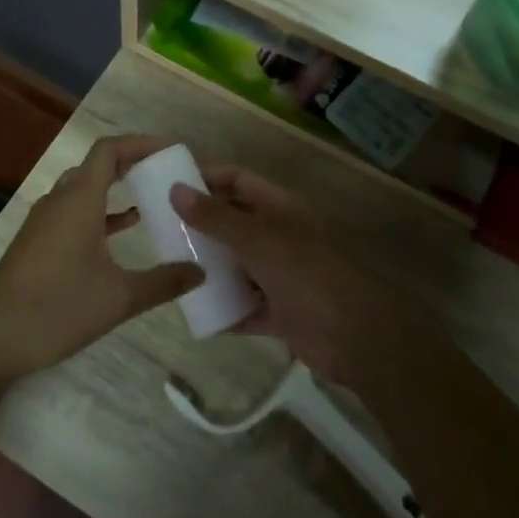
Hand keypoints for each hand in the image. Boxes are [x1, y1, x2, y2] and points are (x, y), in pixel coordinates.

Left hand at [0, 135, 203, 385]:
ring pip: (83, 188)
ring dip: (115, 187)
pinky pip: (73, 211)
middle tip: (166, 171)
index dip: (141, 143)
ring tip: (151, 196)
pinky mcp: (36, 241)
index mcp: (78, 200)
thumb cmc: (57, 309)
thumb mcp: (119, 298)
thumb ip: (163, 282)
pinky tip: (122, 229)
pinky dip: (100, 211)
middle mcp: (58, 200)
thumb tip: (201, 272)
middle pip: (96, 165)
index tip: (171, 150)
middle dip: (132, 163)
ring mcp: (43, 221)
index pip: (109, 149)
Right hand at [171, 167, 424, 384]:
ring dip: (210, 268)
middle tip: (162, 230)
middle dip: (201, 225)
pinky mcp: (279, 312)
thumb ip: (216, 218)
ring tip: (172, 268)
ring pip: (236, 265)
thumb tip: (175, 190)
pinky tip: (195, 311)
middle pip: (234, 222)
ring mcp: (280, 275)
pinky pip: (243, 306)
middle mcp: (279, 237)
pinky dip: (223, 309)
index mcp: (280, 209)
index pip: (239, 181)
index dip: (208, 178)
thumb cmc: (307, 276)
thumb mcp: (258, 241)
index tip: (171, 187)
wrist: (356, 339)